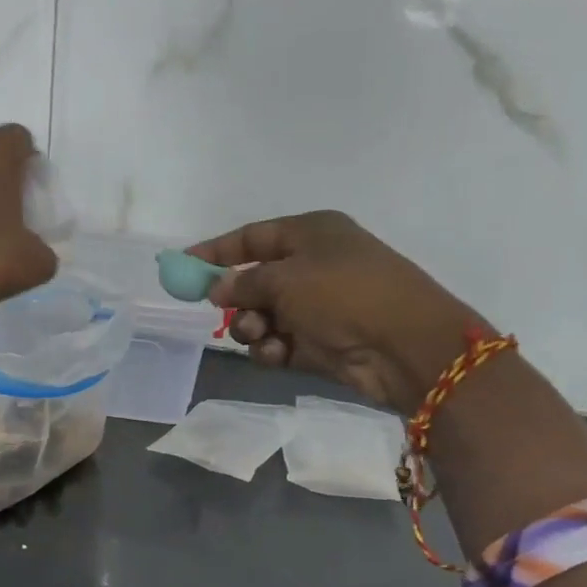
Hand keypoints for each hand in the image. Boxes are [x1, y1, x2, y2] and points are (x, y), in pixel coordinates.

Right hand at [188, 212, 478, 415]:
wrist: (405, 346)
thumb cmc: (344, 294)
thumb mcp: (286, 279)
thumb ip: (243, 282)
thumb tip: (218, 289)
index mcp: (311, 234)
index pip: (252, 237)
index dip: (215, 251)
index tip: (181, 265)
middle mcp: (314, 265)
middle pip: (255, 279)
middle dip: (236, 297)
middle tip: (221, 310)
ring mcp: (318, 306)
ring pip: (263, 314)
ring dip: (252, 326)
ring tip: (258, 334)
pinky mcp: (321, 342)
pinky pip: (279, 341)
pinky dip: (271, 347)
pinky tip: (276, 353)